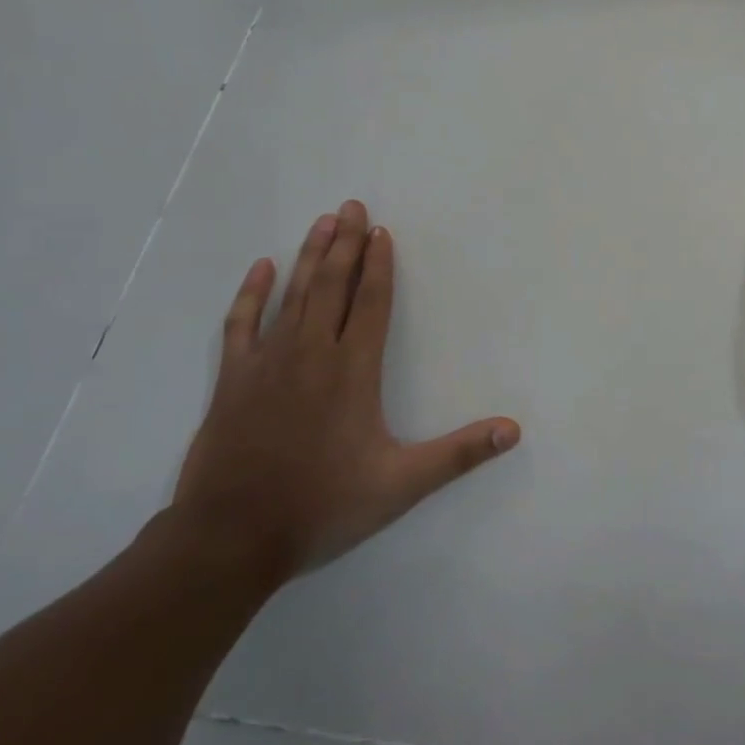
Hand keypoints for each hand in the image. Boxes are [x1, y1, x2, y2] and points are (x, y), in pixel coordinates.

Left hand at [173, 201, 520, 584]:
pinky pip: (241, 324)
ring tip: (322, 222)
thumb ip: (459, 454)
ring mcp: (267, 363)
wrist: (230, 539)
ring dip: (309, 256)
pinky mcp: (233, 380)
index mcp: (353, 372)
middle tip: (351, 205)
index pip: (372, 304)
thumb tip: (514, 430)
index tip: (381, 231)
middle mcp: (311, 354)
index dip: (380, 266)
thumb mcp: (402, 485)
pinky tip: (262, 268)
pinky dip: (251, 294)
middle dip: (344, 244)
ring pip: (292, 295)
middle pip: (332, 286)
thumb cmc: (322, 506)